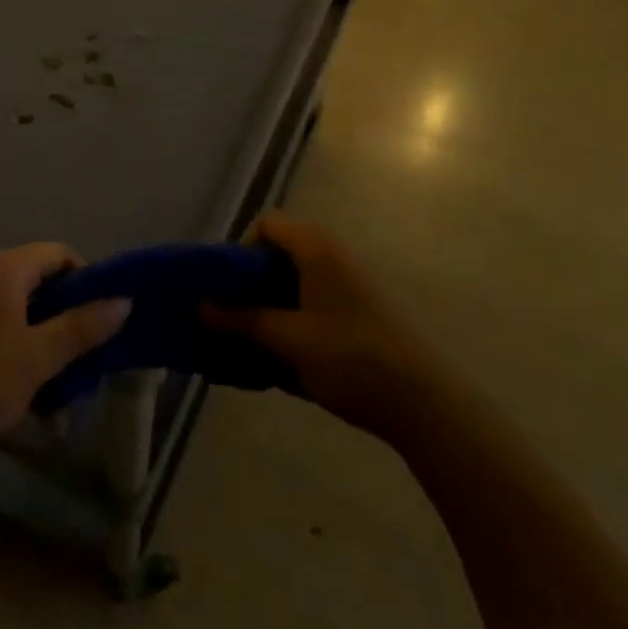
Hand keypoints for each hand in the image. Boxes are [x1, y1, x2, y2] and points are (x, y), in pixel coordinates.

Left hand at [0, 244, 129, 470]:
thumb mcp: (37, 358)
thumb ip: (81, 328)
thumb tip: (124, 300)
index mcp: (7, 269)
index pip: (60, 254)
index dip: (88, 281)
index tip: (103, 319)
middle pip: (43, 282)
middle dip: (69, 318)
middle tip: (88, 357)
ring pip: (24, 311)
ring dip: (46, 342)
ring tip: (63, 385)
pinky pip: (2, 328)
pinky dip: (21, 351)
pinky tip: (30, 393)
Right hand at [207, 216, 428, 442]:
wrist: (425, 403)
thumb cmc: (351, 358)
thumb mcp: (289, 340)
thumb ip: (243, 320)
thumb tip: (202, 307)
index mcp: (316, 249)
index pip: (267, 224)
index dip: (240, 248)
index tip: (227, 287)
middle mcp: (331, 258)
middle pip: (278, 255)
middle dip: (248, 285)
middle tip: (229, 318)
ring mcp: (347, 288)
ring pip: (293, 285)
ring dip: (267, 309)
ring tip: (248, 345)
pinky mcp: (356, 316)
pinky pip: (310, 307)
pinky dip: (289, 325)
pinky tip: (280, 364)